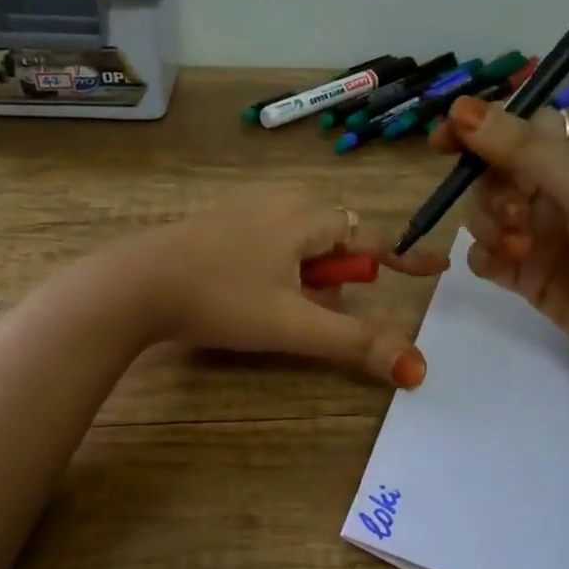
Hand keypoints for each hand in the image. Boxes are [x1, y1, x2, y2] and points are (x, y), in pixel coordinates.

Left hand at [114, 190, 447, 386]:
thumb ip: (357, 343)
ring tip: (286, 305)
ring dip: (308, 270)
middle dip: (340, 271)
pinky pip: (268, 237)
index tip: (432, 269)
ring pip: (300, 236)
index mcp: (307, 216)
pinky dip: (278, 263)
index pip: (369, 236)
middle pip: (334, 235)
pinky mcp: (217, 222)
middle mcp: (280, 200)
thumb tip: (417, 368)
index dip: (401, 257)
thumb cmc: (222, 299)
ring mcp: (244, 207)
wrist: (136, 284)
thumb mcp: (294, 326)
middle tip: (322, 307)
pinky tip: (251, 291)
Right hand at [428, 95, 568, 377]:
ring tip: (518, 248)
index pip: (523, 127)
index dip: (483, 129)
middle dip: (493, 190)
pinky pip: (487, 255)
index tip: (443, 141)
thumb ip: (525, 149)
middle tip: (515, 217)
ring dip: (489, 225)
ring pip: (486, 213)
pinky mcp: (532, 276)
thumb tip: (461, 109)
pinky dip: (485, 256)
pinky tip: (503, 265)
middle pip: (497, 171)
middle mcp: (563, 189)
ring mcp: (545, 234)